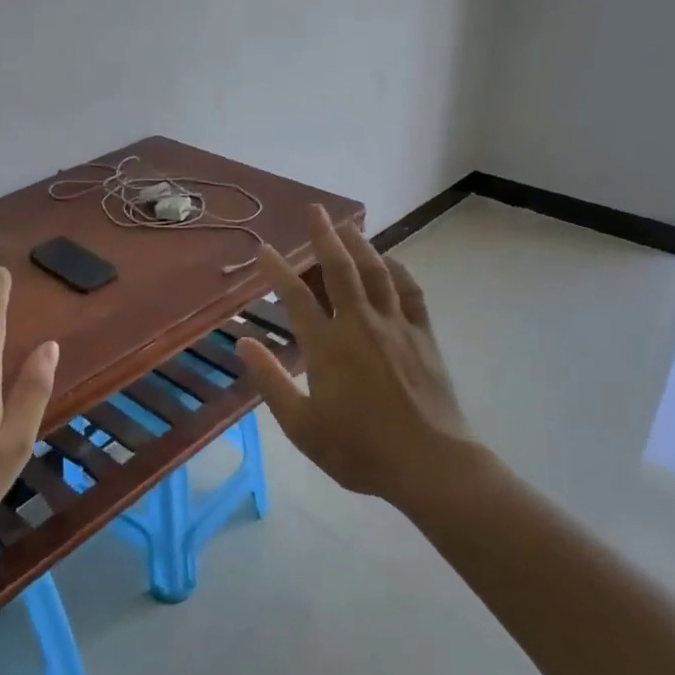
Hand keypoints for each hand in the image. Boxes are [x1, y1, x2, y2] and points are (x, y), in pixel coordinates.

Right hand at [237, 205, 485, 507]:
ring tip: (347, 225)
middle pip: (339, 270)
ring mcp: (396, 327)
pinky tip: (390, 262)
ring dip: (360, 245)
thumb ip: (271, 381)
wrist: (429, 464)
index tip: (263, 249)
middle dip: (323, 237)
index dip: (277, 269)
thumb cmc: (358, 449)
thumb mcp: (302, 426)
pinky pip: (410, 292)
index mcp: (327, 347)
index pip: (295, 297)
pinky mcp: (423, 336)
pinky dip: (397, 271)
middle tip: (314, 210)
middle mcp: (360, 325)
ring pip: (376, 273)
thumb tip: (244, 343)